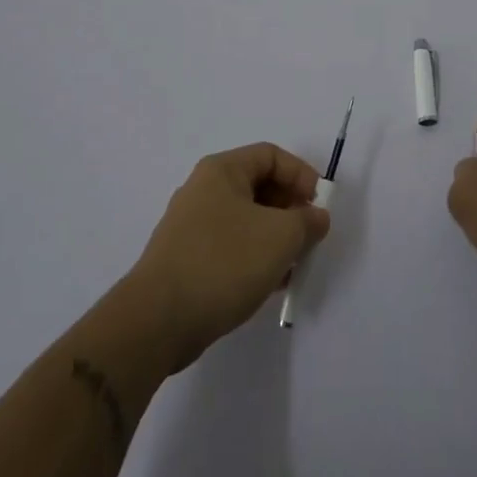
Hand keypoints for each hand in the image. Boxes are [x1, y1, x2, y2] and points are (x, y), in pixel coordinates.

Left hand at [128, 142, 330, 366]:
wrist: (157, 321)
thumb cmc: (224, 263)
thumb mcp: (281, 236)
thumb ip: (307, 221)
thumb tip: (316, 217)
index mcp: (221, 171)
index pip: (271, 155)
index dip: (301, 174)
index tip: (319, 204)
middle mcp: (203, 190)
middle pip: (258, 186)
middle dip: (290, 209)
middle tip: (309, 235)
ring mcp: (191, 226)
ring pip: (246, 220)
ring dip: (275, 236)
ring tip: (294, 263)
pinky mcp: (186, 259)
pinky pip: (230, 246)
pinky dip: (254, 257)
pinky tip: (270, 283)